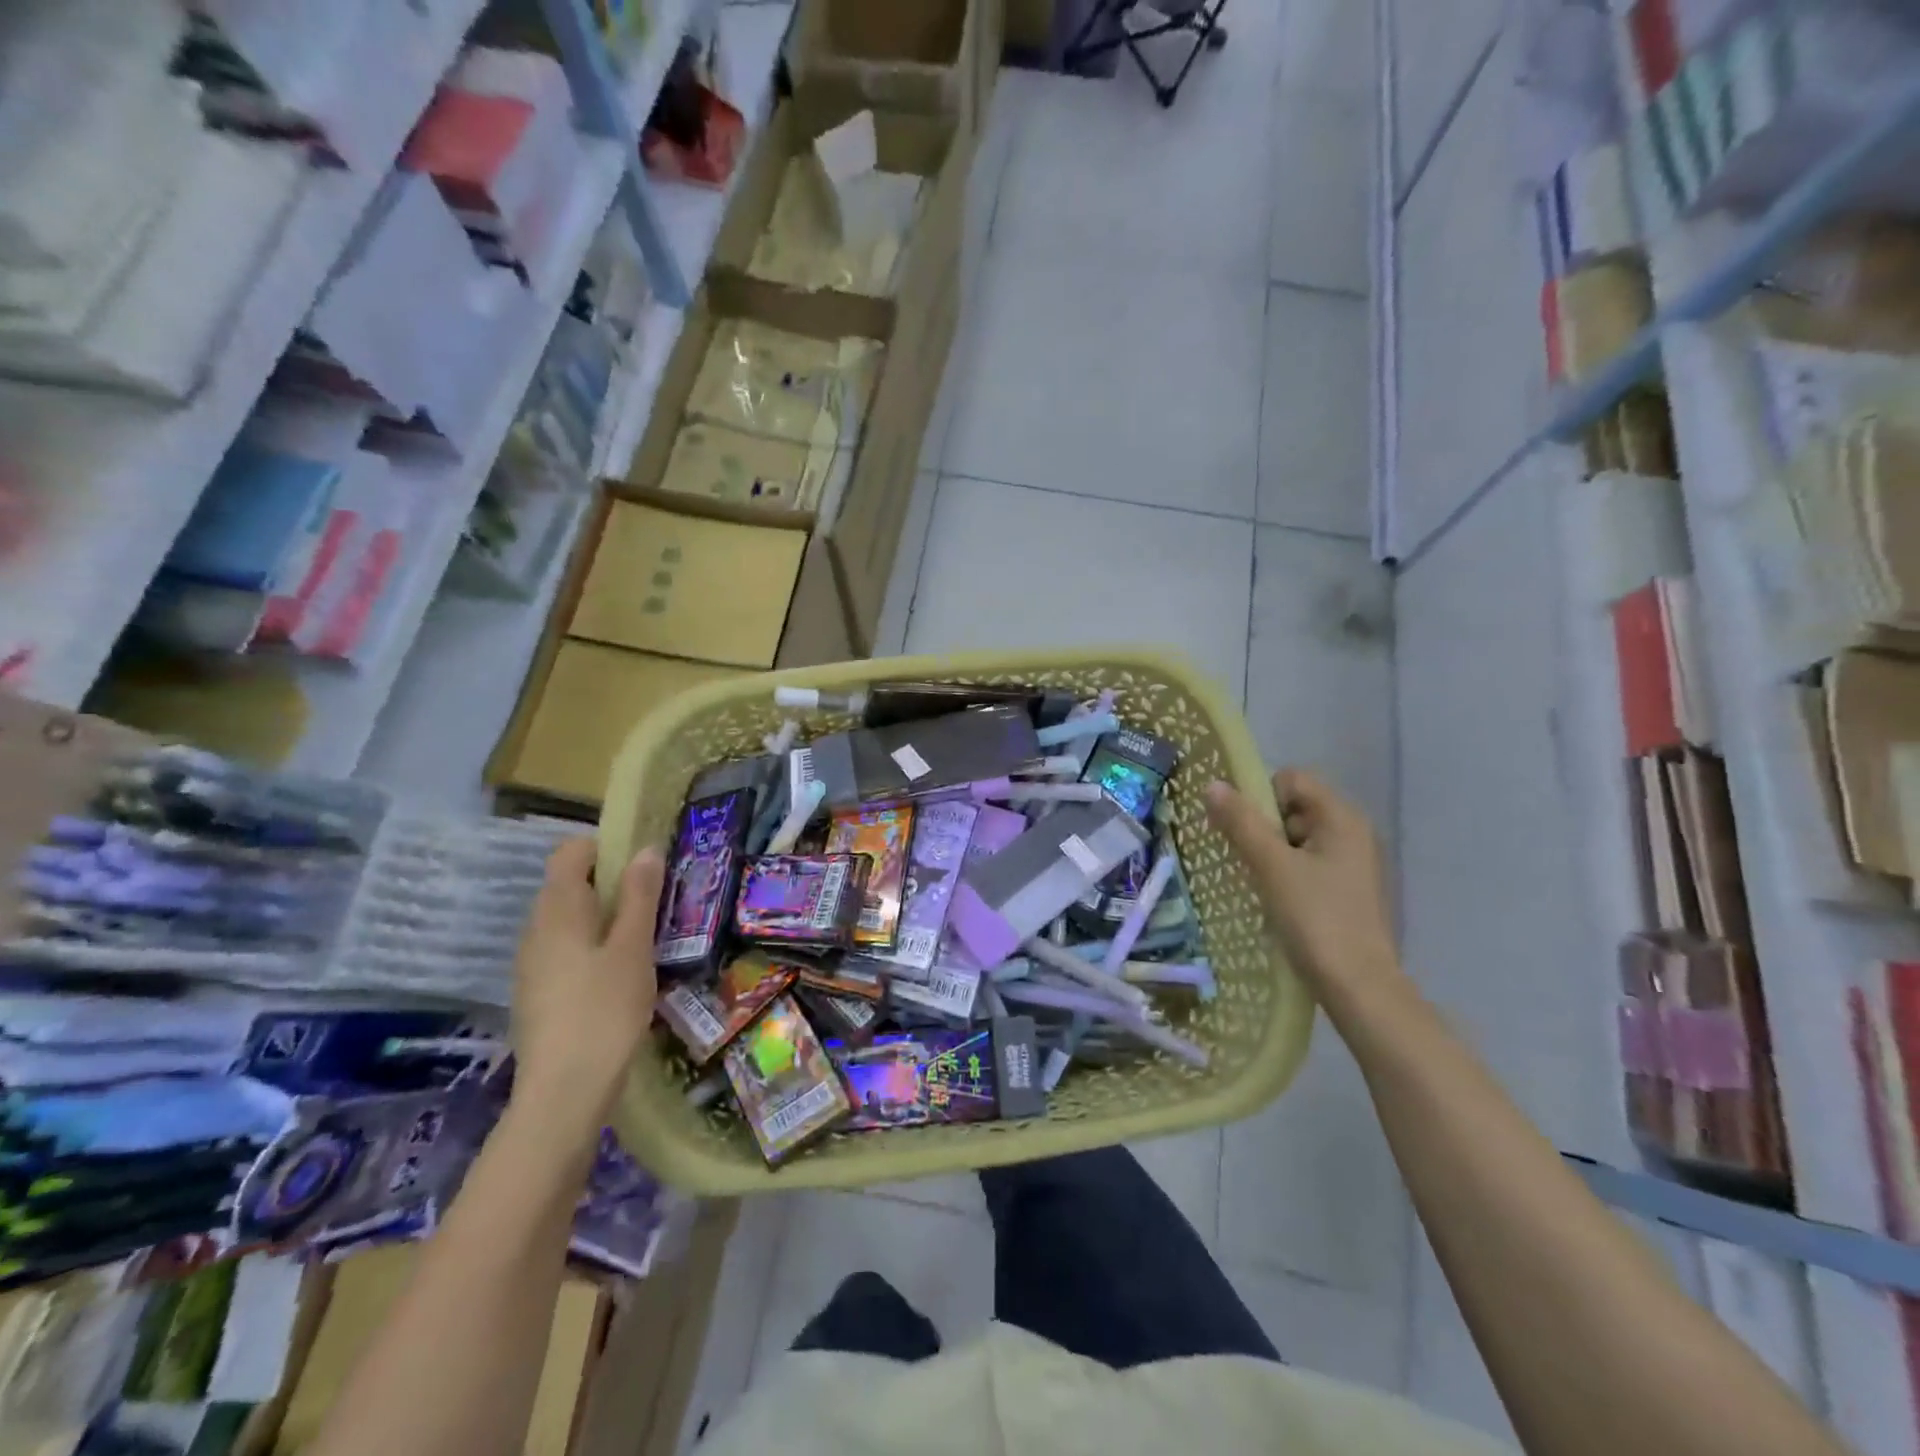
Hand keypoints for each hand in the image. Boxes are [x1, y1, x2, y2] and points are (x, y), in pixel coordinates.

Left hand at [510, 838, 664, 1127]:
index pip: (571, 852)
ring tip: (645, 938)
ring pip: (568, 920)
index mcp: (557, 910)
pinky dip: (592, 946)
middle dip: (611, 884)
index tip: (644, 864)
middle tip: (655, 901)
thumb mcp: (634, 947)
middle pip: (569, 885)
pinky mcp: (536, 992)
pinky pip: (564, 949)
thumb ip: (640, 896)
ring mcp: (531, 963)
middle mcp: (535, 929)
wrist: (563, 1093)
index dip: (606, 847)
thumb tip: (646, 849)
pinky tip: (619, 974)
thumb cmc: (604, 1010)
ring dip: (604, 917)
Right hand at [1205, 769, 1400, 998]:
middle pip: (1293, 807)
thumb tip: (1213, 785)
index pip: (1292, 779)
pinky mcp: (1346, 890)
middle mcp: (1352, 832)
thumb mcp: (1271, 866)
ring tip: (1259, 883)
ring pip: (1297, 838)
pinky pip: (1307, 863)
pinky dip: (1286, 872)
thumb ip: (1241, 822)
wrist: (1358, 987)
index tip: (1244, 830)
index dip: (1261, 796)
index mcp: (1341, 818)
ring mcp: (1352, 863)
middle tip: (1248, 860)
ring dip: (1271, 852)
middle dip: (1264, 827)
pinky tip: (1276, 899)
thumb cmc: (1315, 918)